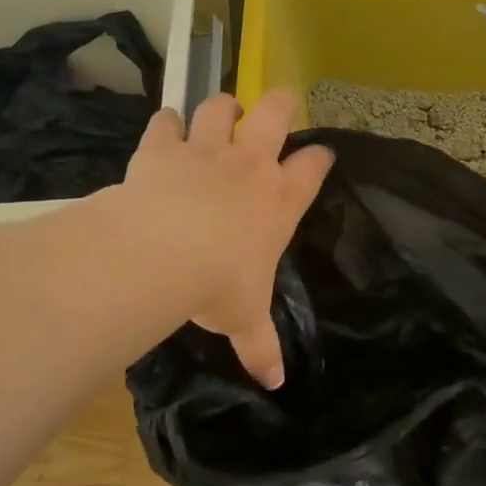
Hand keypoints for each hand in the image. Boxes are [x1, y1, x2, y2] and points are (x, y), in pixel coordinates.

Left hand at [121, 89, 333, 388]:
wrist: (165, 251)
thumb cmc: (219, 285)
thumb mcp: (244, 319)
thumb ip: (261, 347)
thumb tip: (276, 383)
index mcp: (279, 201)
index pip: (312, 168)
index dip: (320, 158)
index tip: (321, 156)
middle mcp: (250, 166)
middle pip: (275, 114)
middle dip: (280, 103)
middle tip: (280, 102)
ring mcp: (206, 151)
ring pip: (221, 108)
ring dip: (222, 108)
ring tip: (221, 114)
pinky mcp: (164, 147)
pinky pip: (166, 122)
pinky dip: (166, 124)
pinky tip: (165, 129)